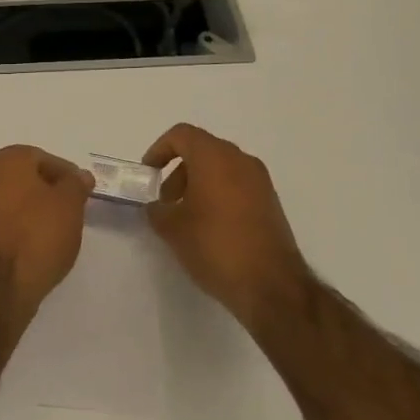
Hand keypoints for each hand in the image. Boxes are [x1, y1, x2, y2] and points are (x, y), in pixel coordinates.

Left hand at [0, 146, 95, 305]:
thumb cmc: (38, 234)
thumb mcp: (70, 205)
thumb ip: (76, 184)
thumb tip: (79, 176)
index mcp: (7, 159)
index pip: (43, 158)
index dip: (66, 175)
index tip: (81, 194)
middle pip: (24, 176)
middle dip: (48, 190)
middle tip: (71, 209)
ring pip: (11, 198)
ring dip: (32, 208)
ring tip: (55, 229)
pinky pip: (1, 218)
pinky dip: (18, 224)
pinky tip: (34, 242)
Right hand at [142, 124, 307, 325]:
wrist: (270, 284)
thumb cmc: (215, 246)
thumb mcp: (172, 229)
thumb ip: (157, 210)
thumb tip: (157, 207)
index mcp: (215, 157)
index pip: (181, 135)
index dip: (159, 150)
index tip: (148, 175)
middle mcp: (241, 160)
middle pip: (202, 150)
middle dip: (178, 171)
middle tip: (165, 201)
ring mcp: (260, 181)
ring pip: (221, 168)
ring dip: (198, 184)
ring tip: (185, 217)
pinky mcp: (270, 202)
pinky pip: (237, 185)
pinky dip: (218, 194)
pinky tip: (209, 227)